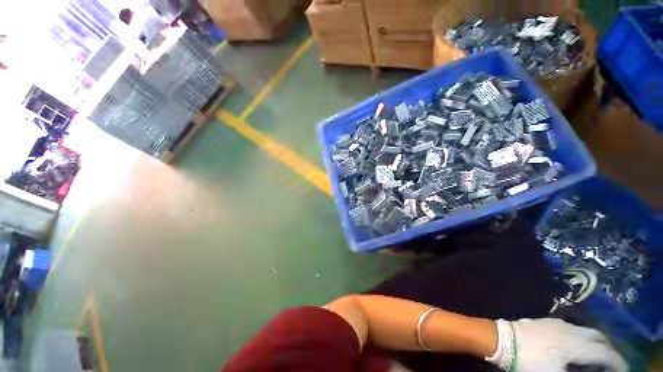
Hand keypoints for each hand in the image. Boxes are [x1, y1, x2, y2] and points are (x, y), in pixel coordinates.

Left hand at [488, 318, 626, 371]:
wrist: (501, 339)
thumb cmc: (528, 361)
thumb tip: (587, 371)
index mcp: (576, 344)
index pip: (605, 353)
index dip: (617, 362)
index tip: (624, 370)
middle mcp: (570, 330)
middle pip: (598, 338)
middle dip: (609, 350)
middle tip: (612, 363)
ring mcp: (557, 323)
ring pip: (585, 331)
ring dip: (595, 342)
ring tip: (597, 355)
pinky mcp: (546, 321)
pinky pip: (572, 328)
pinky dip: (581, 337)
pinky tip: (576, 345)